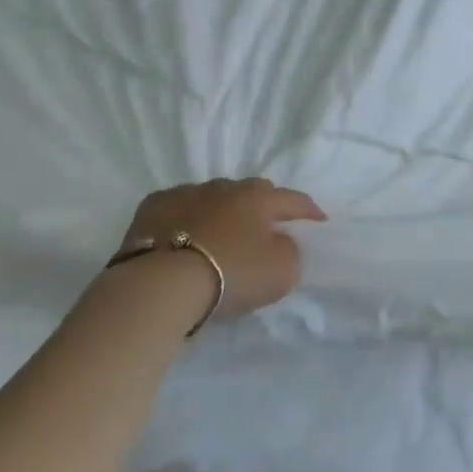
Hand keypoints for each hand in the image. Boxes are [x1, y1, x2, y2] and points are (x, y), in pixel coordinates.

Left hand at [115, 178, 326, 319]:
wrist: (161, 284)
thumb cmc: (231, 274)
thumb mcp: (281, 271)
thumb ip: (290, 251)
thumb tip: (280, 241)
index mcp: (259, 199)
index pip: (293, 200)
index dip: (309, 210)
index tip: (319, 220)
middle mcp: (225, 188)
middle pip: (252, 191)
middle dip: (263, 205)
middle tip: (267, 225)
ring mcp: (186, 193)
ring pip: (214, 196)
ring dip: (223, 210)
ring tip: (222, 232)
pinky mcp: (153, 207)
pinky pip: (179, 207)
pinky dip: (187, 217)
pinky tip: (183, 233)